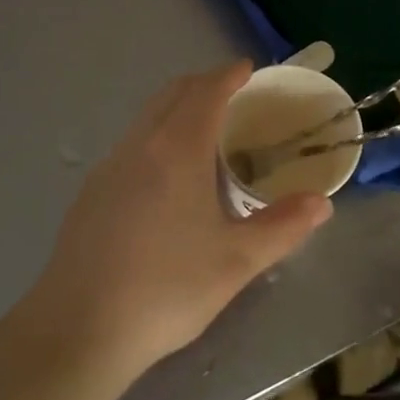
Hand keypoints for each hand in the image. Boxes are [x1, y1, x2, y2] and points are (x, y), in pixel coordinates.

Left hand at [30, 61, 333, 370]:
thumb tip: (321, 204)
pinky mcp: (89, 194)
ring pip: (147, 117)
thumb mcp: (236, 261)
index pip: (205, 92)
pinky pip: (131, 143)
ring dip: (176, 108)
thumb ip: (282, 227)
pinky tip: (166, 175)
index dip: (228, 76)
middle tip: (232, 93)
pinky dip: (156, 134)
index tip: (247, 69)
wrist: (78, 330)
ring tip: (203, 130)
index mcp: (177, 150)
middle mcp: (139, 146)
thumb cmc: (166, 288)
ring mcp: (108, 168)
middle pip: (172, 94)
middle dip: (203, 84)